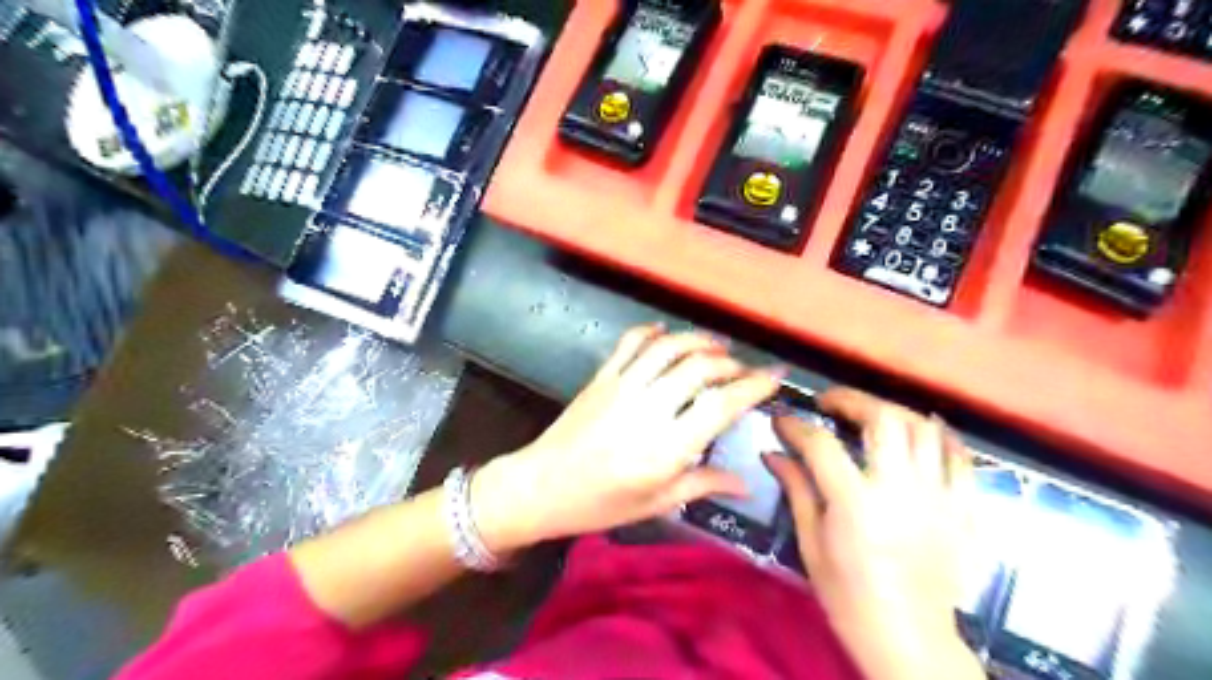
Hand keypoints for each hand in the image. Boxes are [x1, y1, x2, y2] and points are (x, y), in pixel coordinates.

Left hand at [467, 326, 781, 555]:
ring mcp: (622, 387)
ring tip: (716, 346)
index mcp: (666, 447)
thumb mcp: (656, 503)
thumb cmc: (600, 504)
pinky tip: (667, 333)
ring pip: (668, 348)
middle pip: (700, 368)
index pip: (721, 405)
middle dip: (730, 363)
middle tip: (744, 370)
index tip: (775, 376)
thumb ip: (703, 484)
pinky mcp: (601, 377)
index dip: (753, 386)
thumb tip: (747, 482)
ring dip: (698, 341)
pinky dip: (652, 332)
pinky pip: (630, 343)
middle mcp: (648, 408)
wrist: (541, 487)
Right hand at [766, 389, 983, 679]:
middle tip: (831, 404)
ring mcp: (940, 497)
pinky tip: (923, 431)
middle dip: (852, 400)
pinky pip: (961, 457)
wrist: (909, 637)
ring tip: (872, 415)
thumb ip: (796, 489)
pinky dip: (942, 436)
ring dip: (893, 412)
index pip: (821, 444)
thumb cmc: (848, 595)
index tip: (783, 420)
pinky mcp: (966, 509)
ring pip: (925, 428)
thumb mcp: (810, 543)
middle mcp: (900, 489)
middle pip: (884, 418)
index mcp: (855, 502)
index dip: (796, 425)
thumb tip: (772, 453)